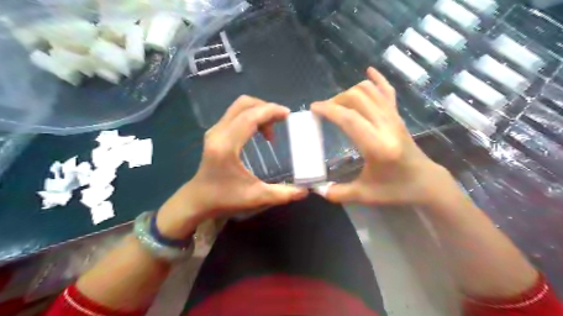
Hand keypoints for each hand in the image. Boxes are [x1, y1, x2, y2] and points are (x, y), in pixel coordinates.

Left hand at [155, 95, 309, 238]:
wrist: (198, 199)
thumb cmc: (224, 198)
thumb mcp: (256, 197)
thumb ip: (282, 194)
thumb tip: (305, 190)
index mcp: (226, 146)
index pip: (249, 117)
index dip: (270, 111)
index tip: (288, 115)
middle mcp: (218, 132)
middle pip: (243, 104)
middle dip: (265, 108)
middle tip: (281, 121)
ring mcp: (215, 131)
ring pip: (239, 108)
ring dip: (258, 112)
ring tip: (271, 131)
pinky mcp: (215, 133)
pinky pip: (235, 115)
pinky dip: (251, 117)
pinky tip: (259, 132)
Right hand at [310, 67, 445, 204]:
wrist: (426, 182)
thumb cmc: (395, 190)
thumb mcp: (364, 195)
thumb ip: (337, 193)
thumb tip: (315, 189)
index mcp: (376, 145)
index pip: (348, 118)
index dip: (328, 109)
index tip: (313, 108)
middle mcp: (386, 125)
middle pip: (357, 98)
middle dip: (336, 100)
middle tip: (325, 111)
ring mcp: (394, 117)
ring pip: (370, 90)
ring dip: (350, 92)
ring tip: (339, 104)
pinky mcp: (398, 116)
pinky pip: (388, 91)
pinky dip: (377, 79)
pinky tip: (368, 70)